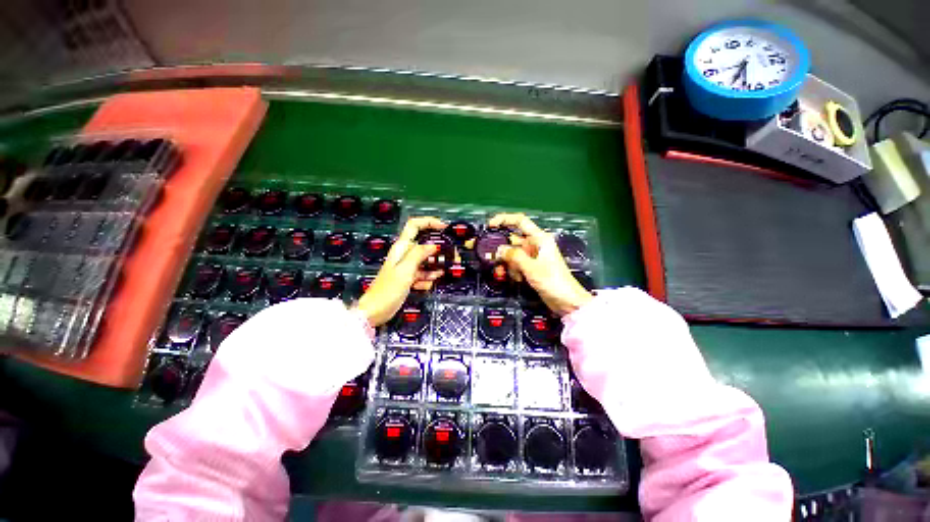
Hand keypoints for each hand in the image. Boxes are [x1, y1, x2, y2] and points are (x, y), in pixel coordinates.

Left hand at [356, 217, 446, 325]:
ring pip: (426, 261)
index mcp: (401, 248)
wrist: (375, 311)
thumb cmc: (387, 290)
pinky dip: (427, 278)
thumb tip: (433, 245)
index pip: (414, 225)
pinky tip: (427, 284)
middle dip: (438, 250)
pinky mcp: (409, 278)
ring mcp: (407, 267)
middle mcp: (404, 255)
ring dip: (434, 266)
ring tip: (441, 273)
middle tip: (451, 257)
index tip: (444, 227)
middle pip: (424, 245)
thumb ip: (419, 254)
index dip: (429, 222)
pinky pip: (423, 273)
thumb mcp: (405, 270)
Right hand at [490, 213, 592, 315]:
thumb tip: (499, 250)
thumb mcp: (531, 267)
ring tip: (509, 274)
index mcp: (539, 239)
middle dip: (502, 250)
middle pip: (513, 240)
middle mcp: (535, 245)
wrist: (567, 301)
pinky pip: (516, 264)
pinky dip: (513, 270)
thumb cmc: (554, 281)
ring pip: (512, 254)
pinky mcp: (530, 267)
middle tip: (492, 258)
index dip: (504, 219)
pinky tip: (517, 279)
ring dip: (508, 264)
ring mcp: (532, 257)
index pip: (520, 221)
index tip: (490, 225)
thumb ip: (514, 256)